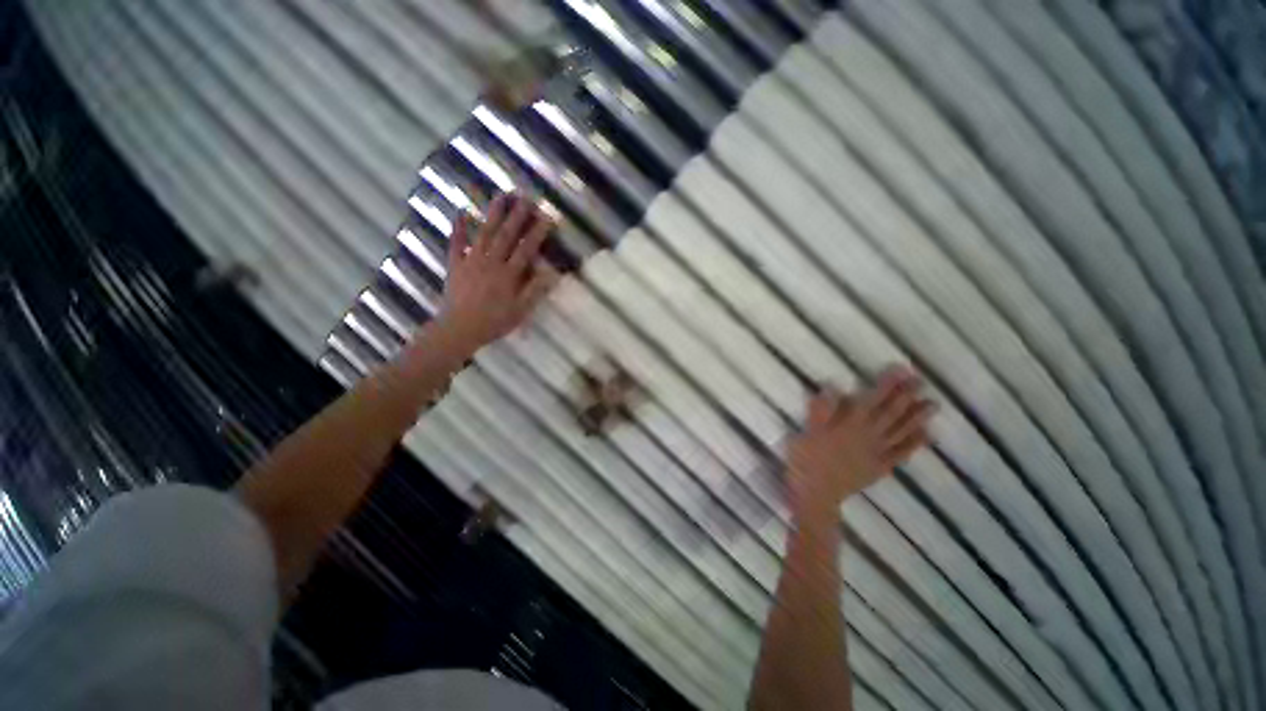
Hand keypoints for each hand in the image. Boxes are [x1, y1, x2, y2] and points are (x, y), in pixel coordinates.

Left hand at [434, 194, 558, 354]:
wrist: (459, 328)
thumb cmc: (494, 322)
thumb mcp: (521, 311)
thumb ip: (535, 290)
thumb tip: (552, 272)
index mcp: (509, 274)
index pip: (526, 249)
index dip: (538, 232)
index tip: (547, 217)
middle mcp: (491, 262)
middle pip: (507, 235)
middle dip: (518, 215)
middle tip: (526, 197)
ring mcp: (472, 260)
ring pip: (484, 233)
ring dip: (493, 214)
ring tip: (501, 196)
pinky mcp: (456, 264)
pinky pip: (456, 243)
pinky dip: (458, 227)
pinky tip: (460, 212)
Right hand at [787, 366, 933, 518]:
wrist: (816, 495)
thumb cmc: (805, 461)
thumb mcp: (806, 433)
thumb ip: (820, 411)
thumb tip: (832, 386)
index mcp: (848, 426)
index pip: (870, 400)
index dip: (886, 385)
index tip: (900, 370)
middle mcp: (867, 436)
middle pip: (889, 414)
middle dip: (905, 396)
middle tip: (921, 381)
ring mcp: (876, 453)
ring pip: (900, 432)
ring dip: (916, 418)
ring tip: (932, 404)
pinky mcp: (879, 468)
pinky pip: (901, 454)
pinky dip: (914, 444)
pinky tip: (926, 435)